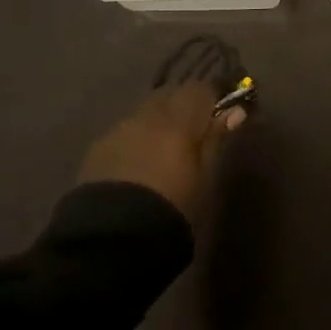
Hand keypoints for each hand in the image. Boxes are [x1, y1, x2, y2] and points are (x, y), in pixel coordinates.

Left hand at [78, 81, 246, 220]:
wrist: (111, 240)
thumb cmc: (173, 208)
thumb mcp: (205, 177)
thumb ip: (216, 139)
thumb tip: (234, 111)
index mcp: (178, 118)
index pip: (200, 88)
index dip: (212, 99)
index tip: (220, 116)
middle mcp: (147, 115)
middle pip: (169, 95)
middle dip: (182, 107)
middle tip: (192, 134)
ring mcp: (118, 130)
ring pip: (144, 113)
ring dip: (157, 123)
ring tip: (162, 152)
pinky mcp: (96, 150)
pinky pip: (123, 133)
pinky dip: (135, 140)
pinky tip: (136, 166)